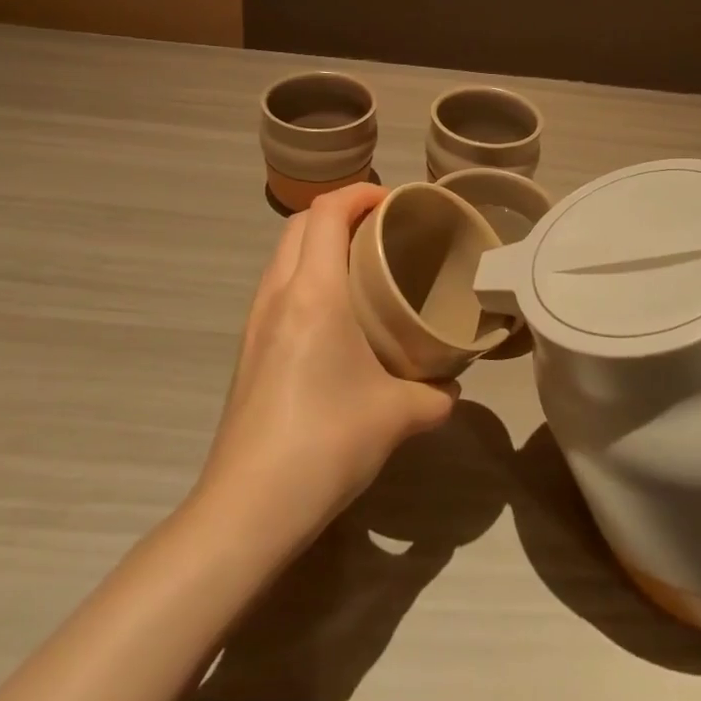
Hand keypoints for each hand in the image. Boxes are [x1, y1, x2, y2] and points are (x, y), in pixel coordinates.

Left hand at [194, 184, 456, 549]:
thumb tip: (453, 388)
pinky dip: (306, 275)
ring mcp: (255, 323)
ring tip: (362, 266)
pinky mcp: (248, 350)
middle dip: (340, 211)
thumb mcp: (398, 416)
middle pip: (299, 224)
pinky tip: (336, 315)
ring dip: (319, 243)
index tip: (396, 201)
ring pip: (283, 255)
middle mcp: (278, 294)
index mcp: (313, 292)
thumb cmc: (326, 442)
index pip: (327, 211)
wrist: (248, 507)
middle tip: (383, 229)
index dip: (361, 192)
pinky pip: (277, 288)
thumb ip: (435, 395)